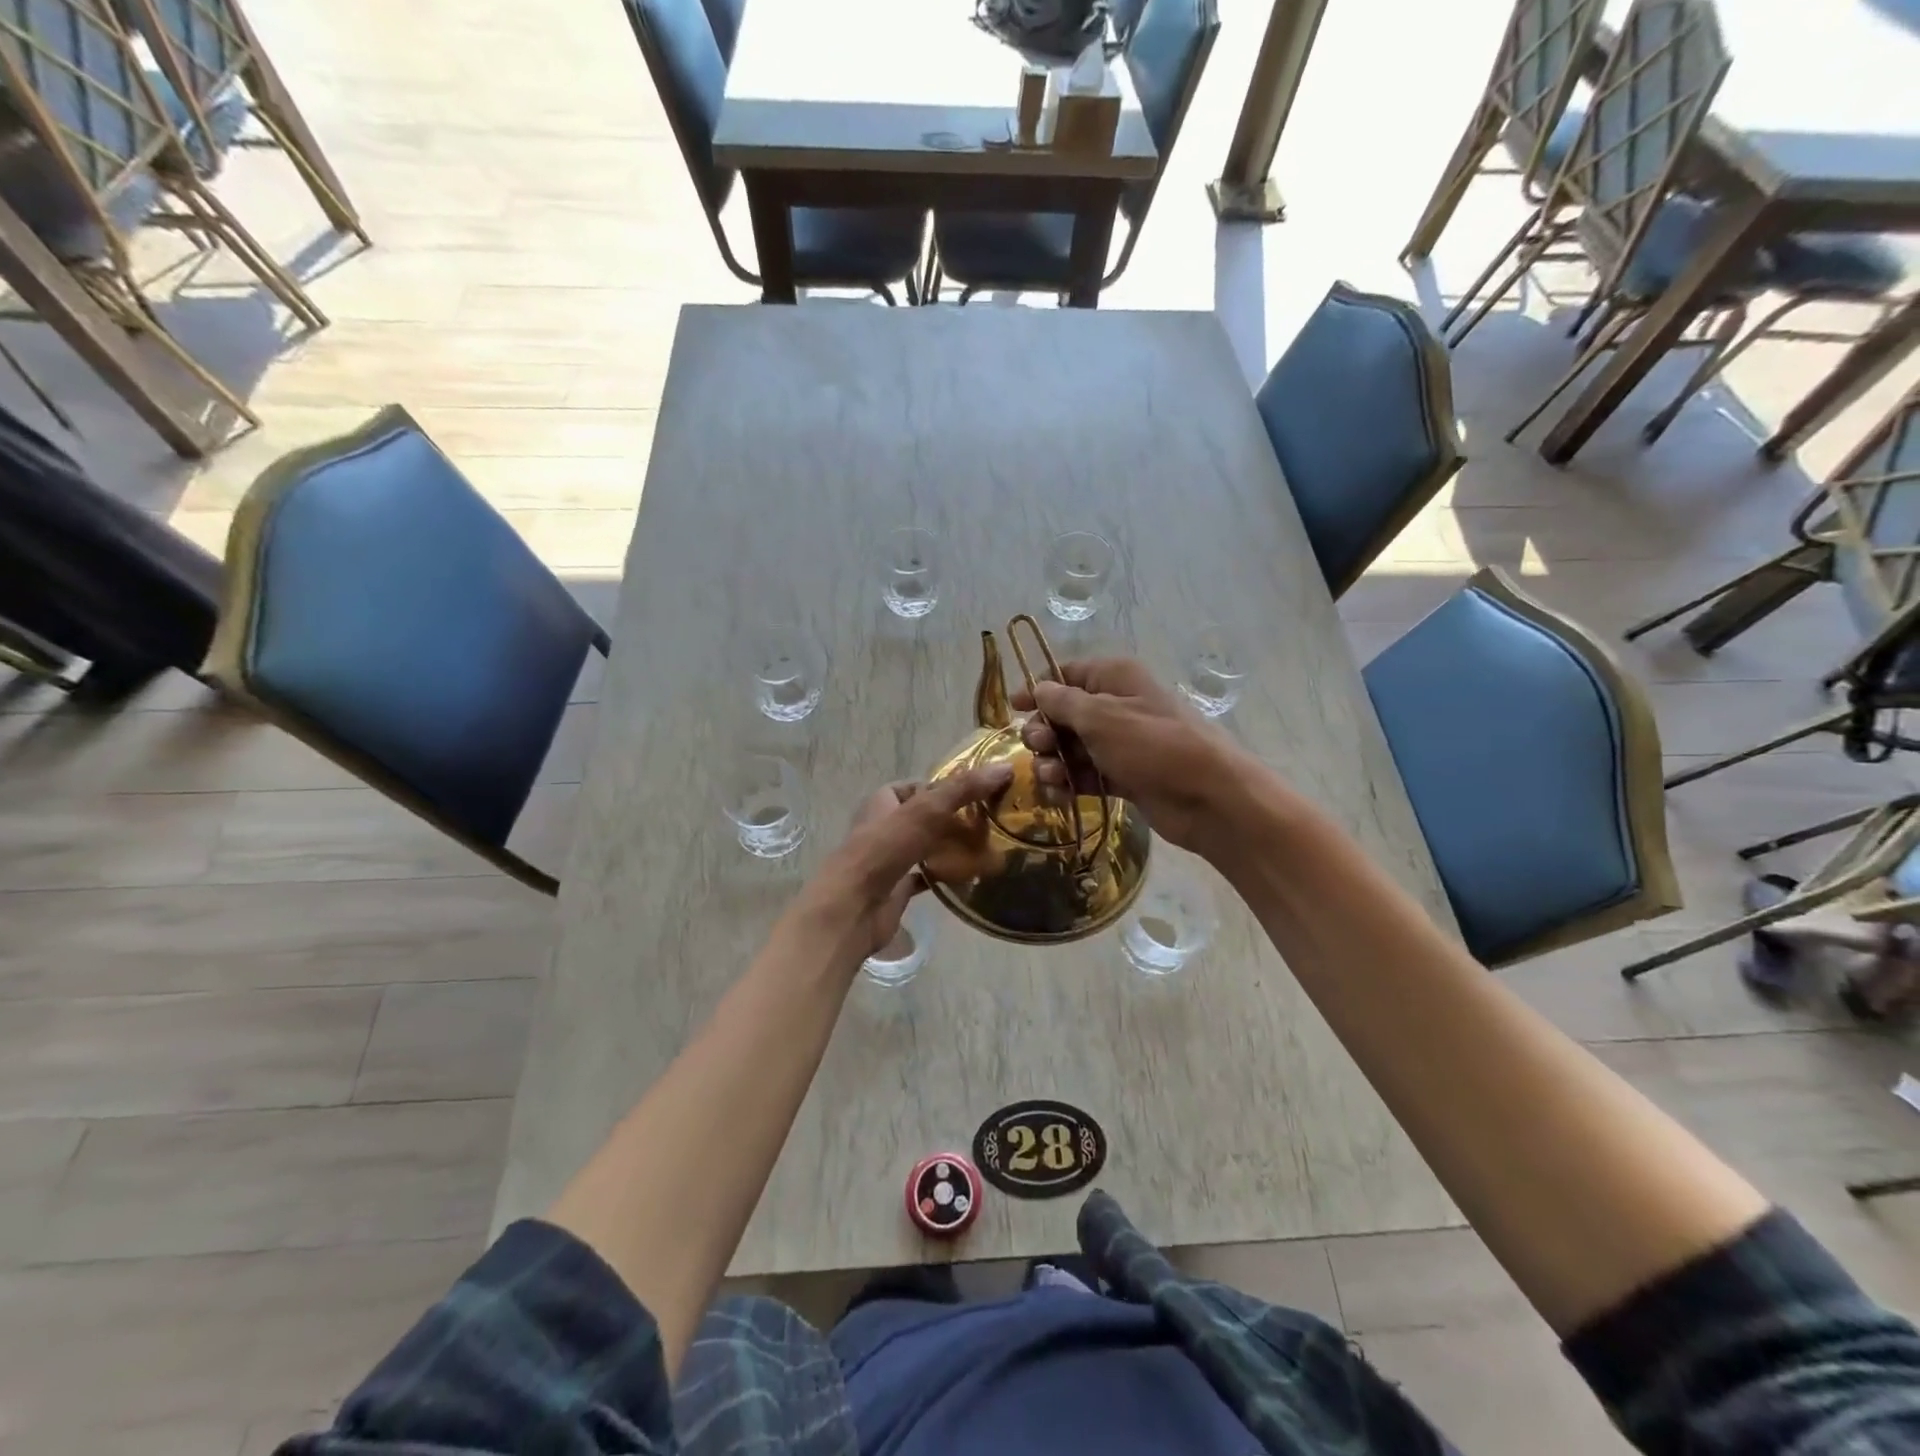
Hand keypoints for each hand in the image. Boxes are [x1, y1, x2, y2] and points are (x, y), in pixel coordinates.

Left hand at [802, 764, 1013, 960]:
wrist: (852, 908)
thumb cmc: (883, 850)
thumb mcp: (926, 811)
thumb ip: (963, 789)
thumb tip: (1004, 767)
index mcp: (882, 802)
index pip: (918, 787)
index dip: (945, 787)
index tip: (979, 793)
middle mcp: (884, 828)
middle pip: (925, 818)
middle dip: (954, 819)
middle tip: (990, 822)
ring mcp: (889, 860)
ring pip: (926, 847)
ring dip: (951, 847)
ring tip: (987, 847)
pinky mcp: (896, 889)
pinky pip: (926, 877)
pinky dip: (945, 875)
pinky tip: (970, 876)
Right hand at [1011, 657, 1244, 851]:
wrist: (1208, 797)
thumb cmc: (1152, 744)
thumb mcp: (1101, 716)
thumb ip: (1063, 702)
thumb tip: (1039, 689)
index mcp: (1116, 678)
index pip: (1068, 674)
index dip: (1038, 689)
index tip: (1012, 707)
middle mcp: (1118, 705)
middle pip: (1065, 714)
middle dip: (1045, 731)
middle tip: (1039, 747)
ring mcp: (1122, 744)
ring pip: (1073, 747)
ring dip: (1054, 761)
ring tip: (1051, 776)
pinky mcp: (1125, 776)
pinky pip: (1088, 774)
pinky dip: (1071, 782)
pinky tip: (1059, 793)